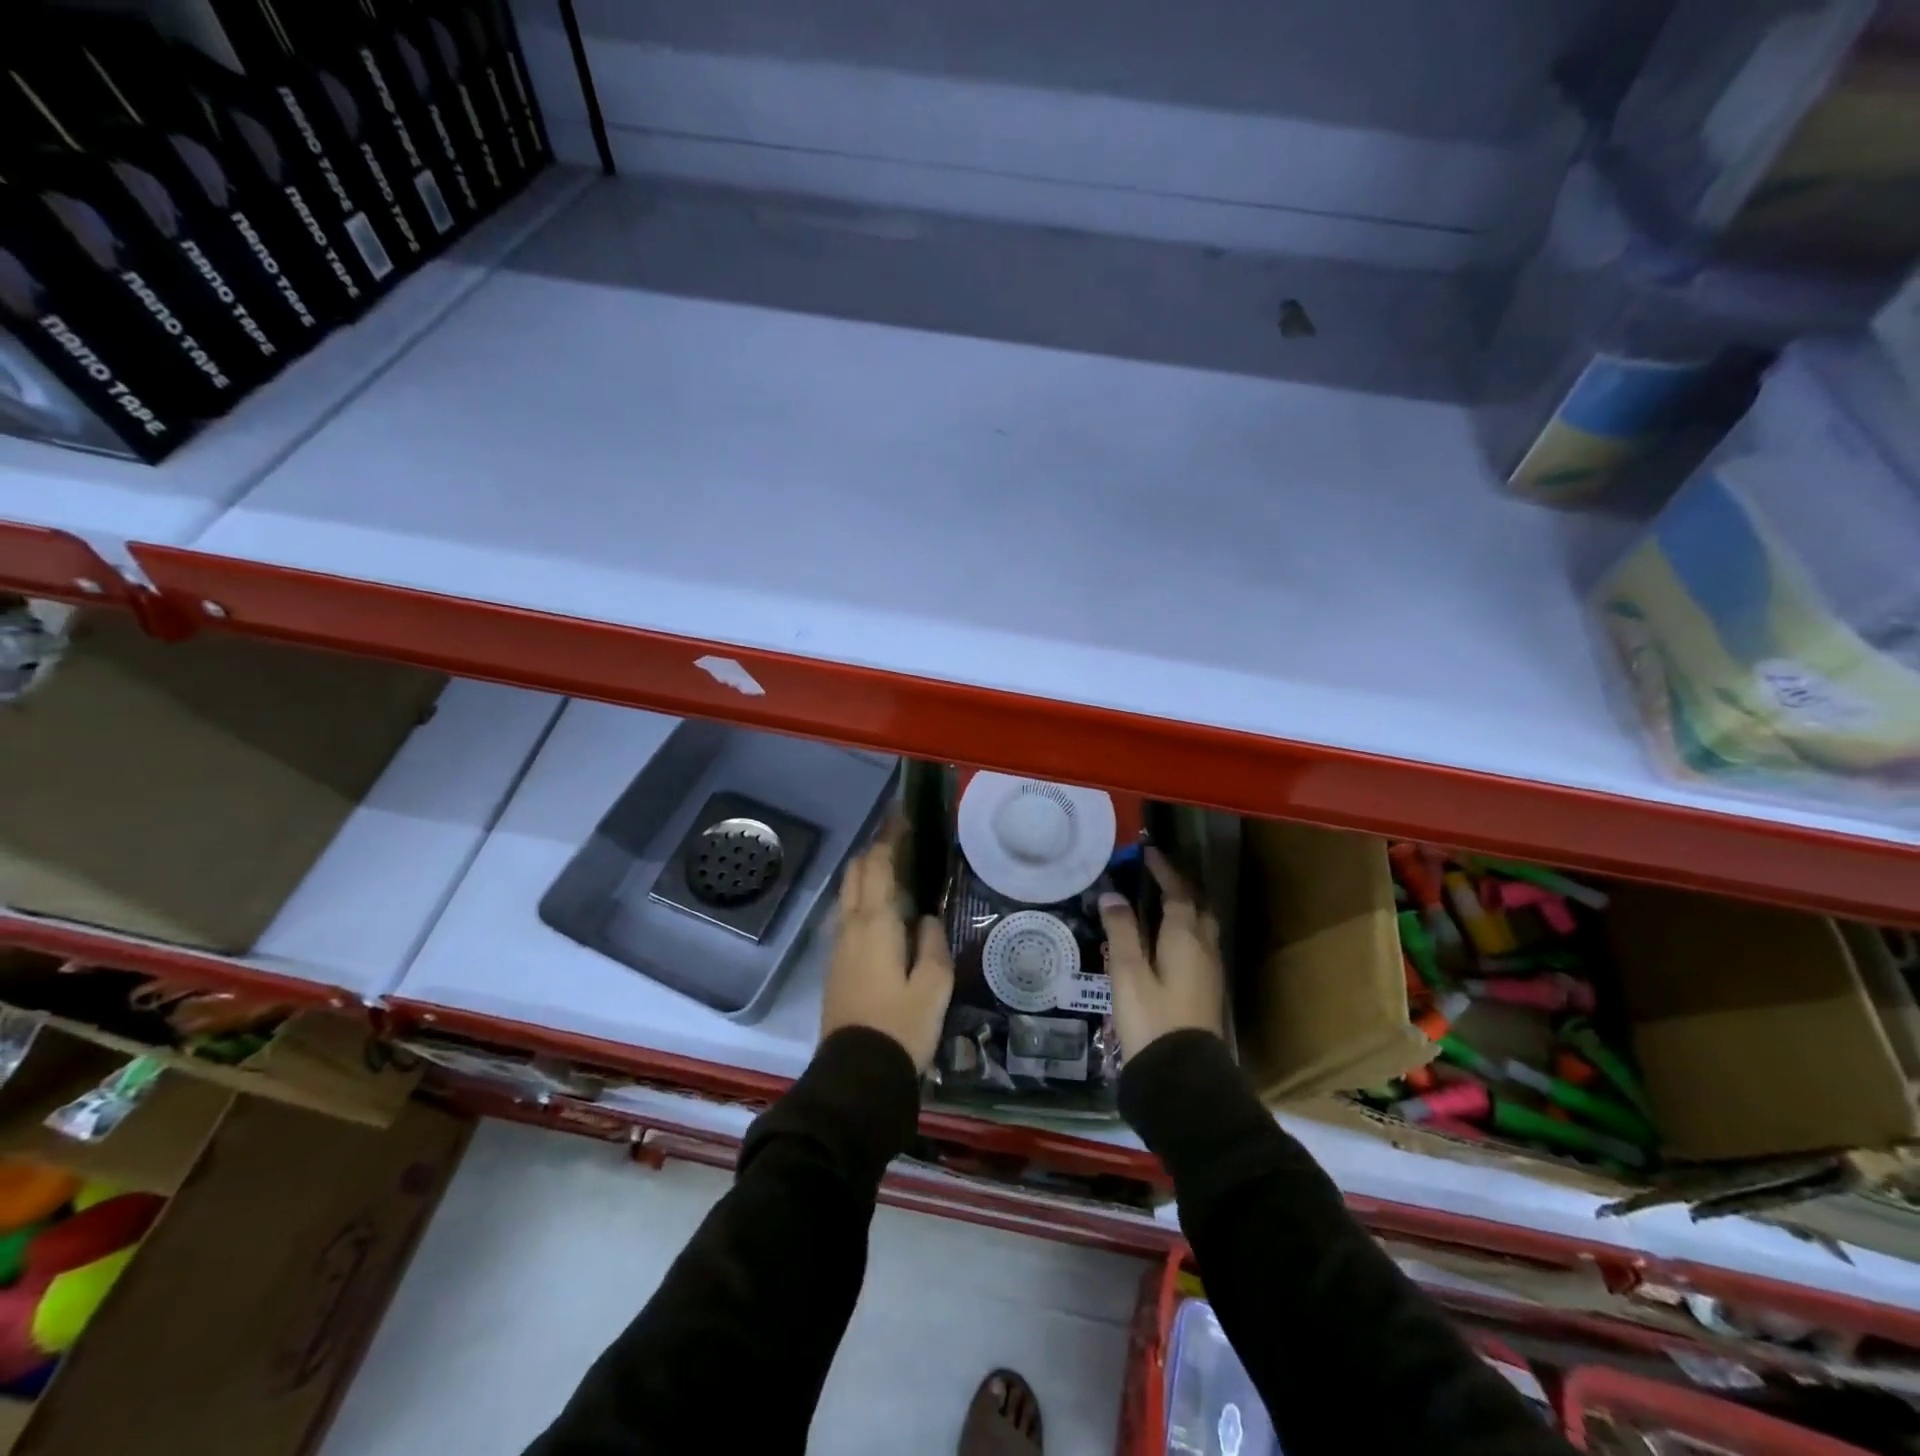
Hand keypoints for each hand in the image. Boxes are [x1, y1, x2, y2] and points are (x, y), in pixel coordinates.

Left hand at [821, 821, 954, 1070]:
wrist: (856, 1074)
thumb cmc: (902, 1027)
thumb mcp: (934, 986)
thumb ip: (932, 943)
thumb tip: (925, 919)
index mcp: (875, 924)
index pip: (876, 865)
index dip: (888, 838)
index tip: (902, 818)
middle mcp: (850, 927)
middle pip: (855, 873)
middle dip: (874, 851)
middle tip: (901, 842)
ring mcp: (837, 947)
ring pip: (847, 895)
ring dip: (866, 875)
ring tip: (895, 872)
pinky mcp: (835, 966)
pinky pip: (847, 916)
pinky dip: (862, 899)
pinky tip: (882, 911)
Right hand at [1099, 847, 1223, 1058]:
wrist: (1182, 1076)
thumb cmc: (1152, 1018)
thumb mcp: (1128, 972)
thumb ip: (1122, 930)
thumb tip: (1112, 895)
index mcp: (1186, 938)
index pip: (1179, 893)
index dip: (1164, 871)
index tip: (1148, 853)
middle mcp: (1204, 949)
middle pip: (1197, 908)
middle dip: (1180, 888)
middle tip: (1155, 876)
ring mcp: (1209, 972)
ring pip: (1201, 928)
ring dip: (1185, 909)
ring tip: (1158, 904)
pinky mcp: (1206, 991)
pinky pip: (1198, 946)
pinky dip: (1184, 932)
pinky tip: (1165, 942)